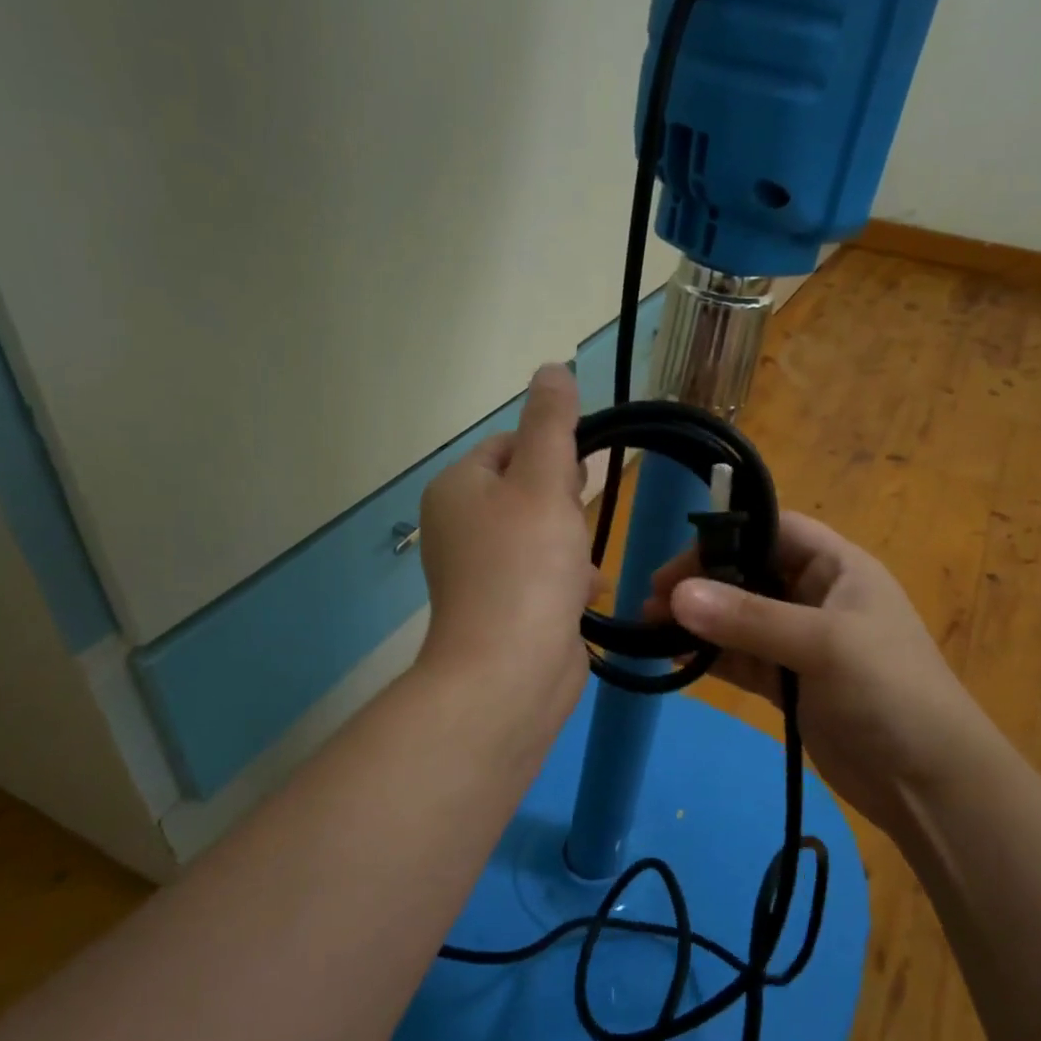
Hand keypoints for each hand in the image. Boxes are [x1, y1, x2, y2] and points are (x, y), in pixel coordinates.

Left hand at [416, 365, 597, 755]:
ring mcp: (480, 569)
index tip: (575, 483)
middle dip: (565, 502)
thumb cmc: (527, 566)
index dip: (553, 455)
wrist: (511, 672)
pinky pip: (542, 573)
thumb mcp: (545, 480)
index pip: (512, 443)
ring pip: (542, 532)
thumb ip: (552, 422)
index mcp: (458, 487)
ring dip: (572, 542)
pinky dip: (566, 578)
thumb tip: (551, 368)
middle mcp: (460, 524)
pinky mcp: (503, 606)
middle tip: (573, 525)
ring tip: (580, 566)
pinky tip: (583, 593)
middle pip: (528, 487)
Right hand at [647, 512, 1008, 837]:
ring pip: (739, 618)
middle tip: (653, 600)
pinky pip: (741, 657)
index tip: (679, 560)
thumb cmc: (889, 693)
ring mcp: (801, 642)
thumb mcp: (823, 645)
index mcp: (838, 568)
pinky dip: (710, 656)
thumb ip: (749, 619)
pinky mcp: (789, 683)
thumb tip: (675, 595)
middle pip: (749, 573)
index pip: (774, 530)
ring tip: (649, 628)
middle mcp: (817, 596)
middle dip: (702, 582)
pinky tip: (675, 657)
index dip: (727, 535)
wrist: (930, 783)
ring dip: (698, 621)